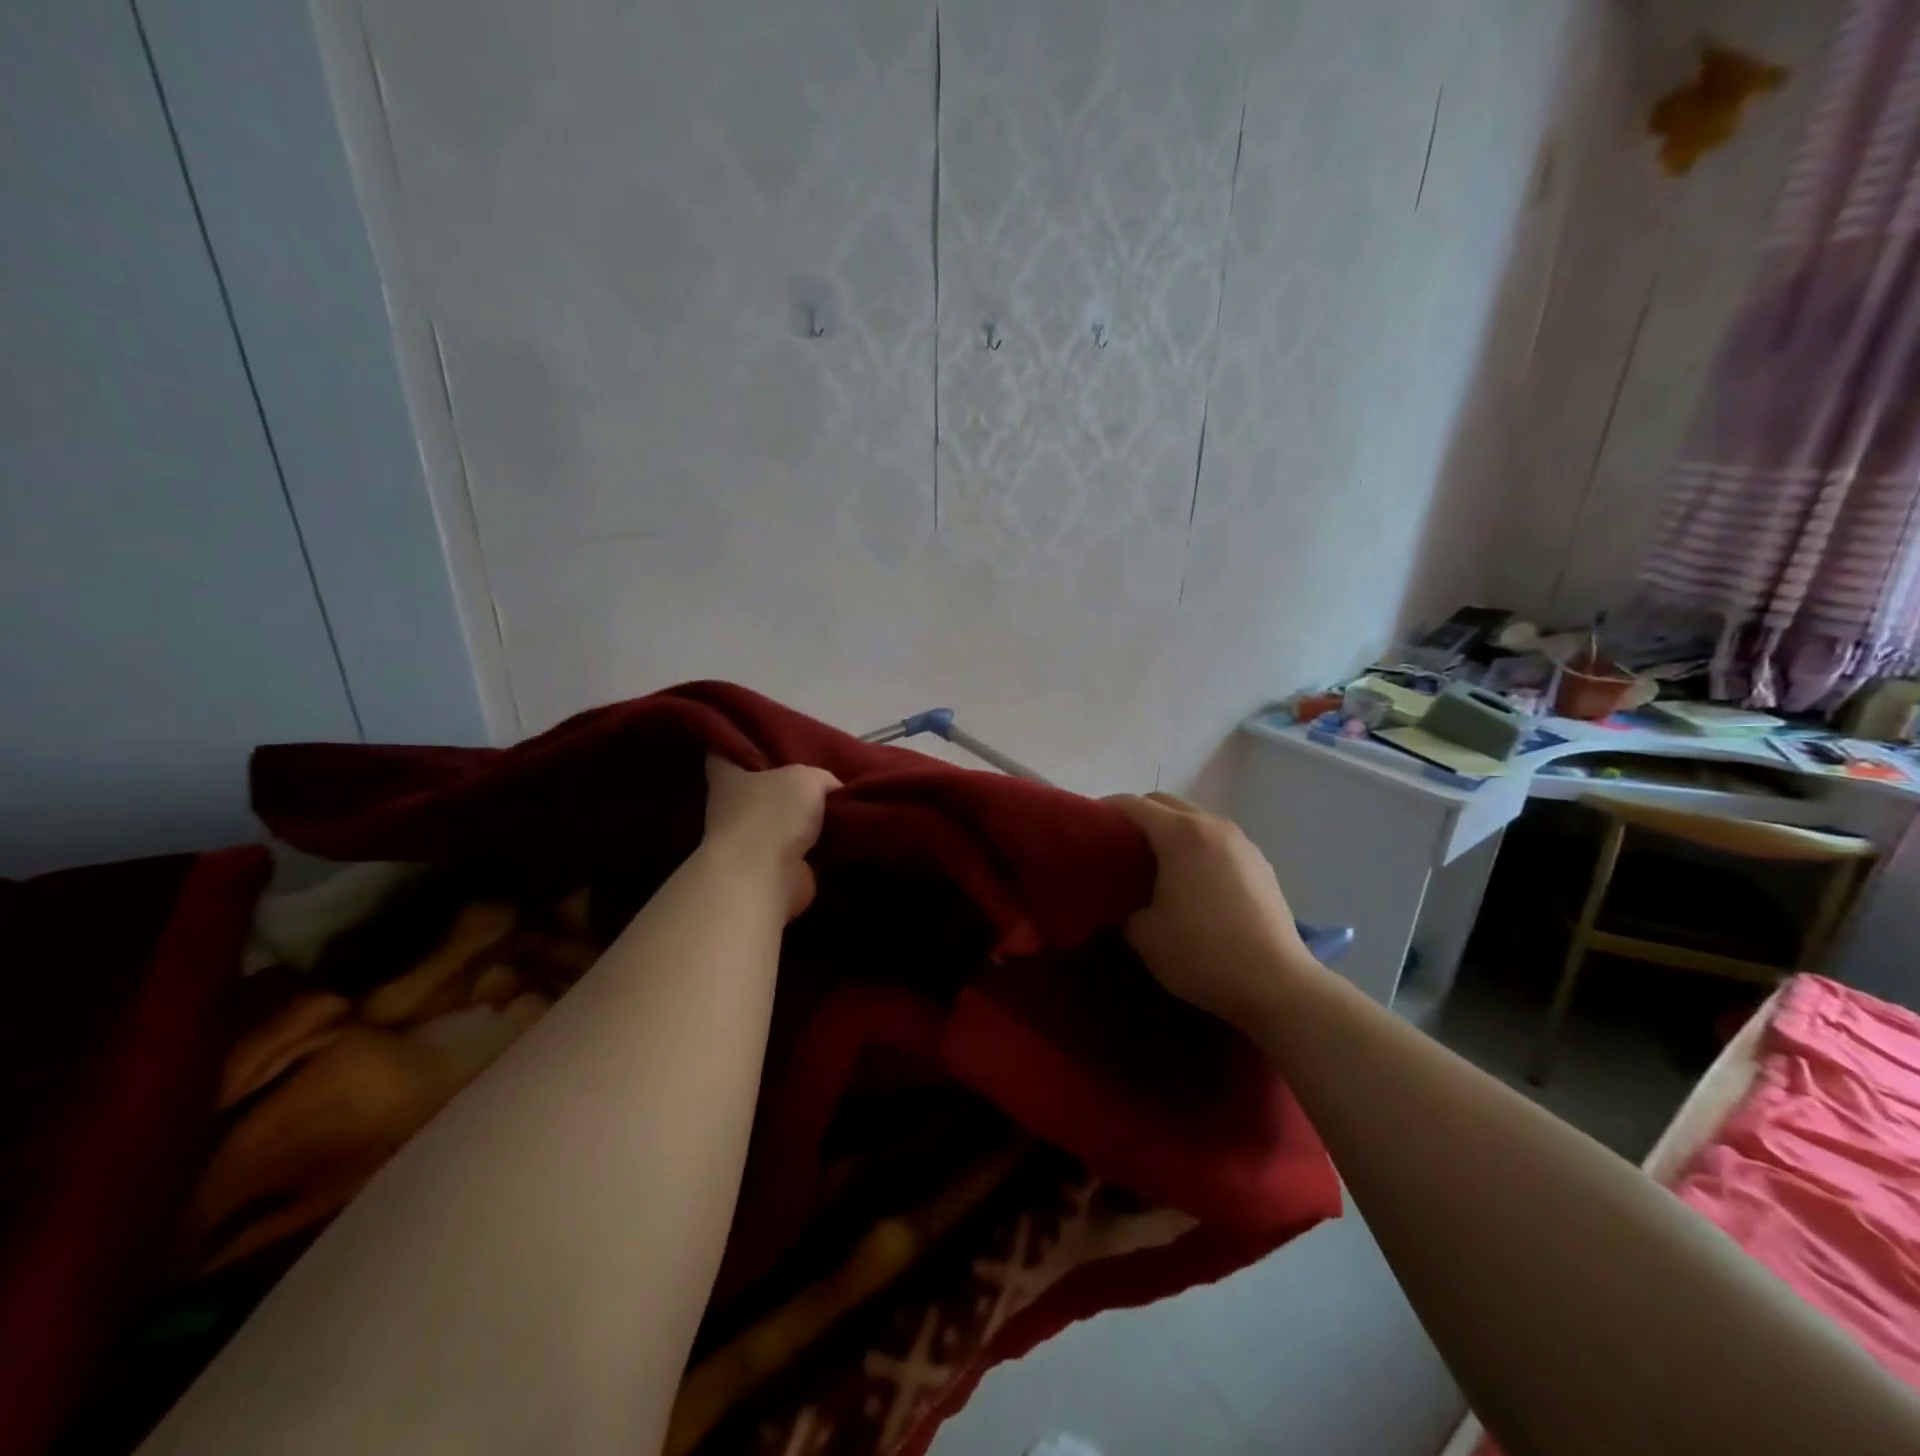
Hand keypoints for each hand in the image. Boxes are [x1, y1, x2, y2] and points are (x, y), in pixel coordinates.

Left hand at [702, 756, 841, 920]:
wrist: (766, 877)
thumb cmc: (774, 814)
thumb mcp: (808, 777)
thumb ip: (821, 778)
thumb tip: (832, 791)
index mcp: (727, 776)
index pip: (726, 749)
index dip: (743, 741)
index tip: (767, 736)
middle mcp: (733, 807)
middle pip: (762, 786)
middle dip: (788, 782)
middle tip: (823, 771)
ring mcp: (752, 841)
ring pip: (784, 819)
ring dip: (807, 817)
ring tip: (842, 803)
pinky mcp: (774, 869)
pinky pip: (803, 849)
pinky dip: (820, 846)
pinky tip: (845, 833)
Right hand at [1106, 792, 1316, 1033]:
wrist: (1276, 985)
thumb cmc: (1202, 954)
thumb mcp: (1143, 934)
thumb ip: (1122, 905)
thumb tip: (1121, 898)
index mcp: (1180, 834)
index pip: (1132, 805)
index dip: (1104, 811)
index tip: (1086, 830)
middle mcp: (1212, 825)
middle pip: (1165, 803)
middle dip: (1137, 816)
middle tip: (1117, 846)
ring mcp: (1241, 842)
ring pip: (1194, 819)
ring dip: (1169, 830)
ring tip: (1153, 863)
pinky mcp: (1260, 863)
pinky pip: (1216, 840)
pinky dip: (1195, 846)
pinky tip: (1190, 880)